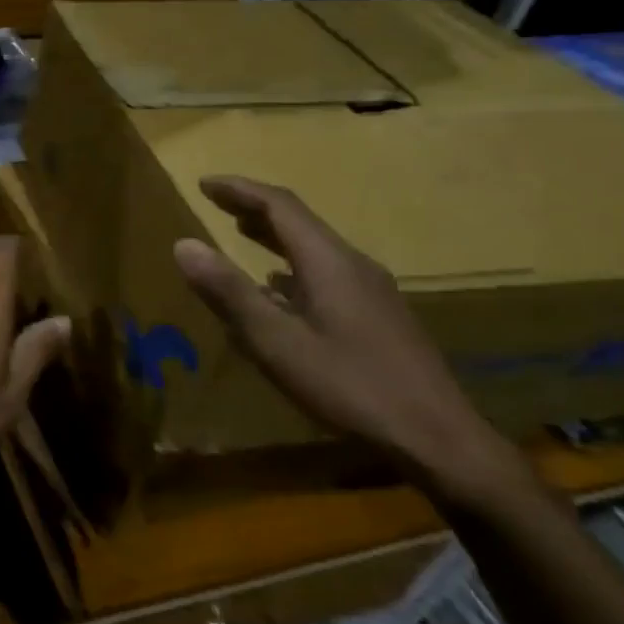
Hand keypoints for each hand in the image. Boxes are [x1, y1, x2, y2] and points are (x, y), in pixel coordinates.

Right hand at [172, 176, 509, 489]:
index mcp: (329, 262)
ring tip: (239, 234)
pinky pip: (324, 273)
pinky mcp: (377, 316)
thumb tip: (183, 244)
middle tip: (215, 203)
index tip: (203, 183)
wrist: (439, 440)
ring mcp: (371, 291)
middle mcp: (352, 265)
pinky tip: (279, 289)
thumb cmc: (350, 386)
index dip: (239, 190)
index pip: (280, 206)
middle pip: (299, 222)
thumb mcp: (276, 341)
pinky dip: (290, 266)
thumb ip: (229, 291)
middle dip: (254, 208)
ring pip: (313, 248)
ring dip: (273, 236)